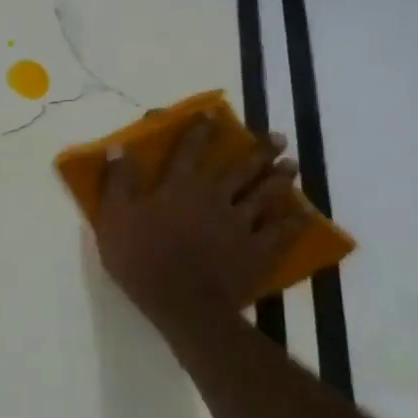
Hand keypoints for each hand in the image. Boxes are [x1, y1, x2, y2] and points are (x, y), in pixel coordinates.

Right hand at [95, 115, 308, 330]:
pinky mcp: (258, 250)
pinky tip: (302, 213)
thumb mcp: (115, 218)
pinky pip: (281, 232)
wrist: (183, 303)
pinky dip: (293, 221)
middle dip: (258, 149)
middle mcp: (215, 197)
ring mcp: (241, 223)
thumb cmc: (141, 258)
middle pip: (241, 167)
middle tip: (275, 136)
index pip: (191, 150)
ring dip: (279, 178)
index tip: (211, 114)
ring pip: (265, 194)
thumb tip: (119, 148)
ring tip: (290, 166)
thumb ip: (118, 182)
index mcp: (180, 187)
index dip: (200, 130)